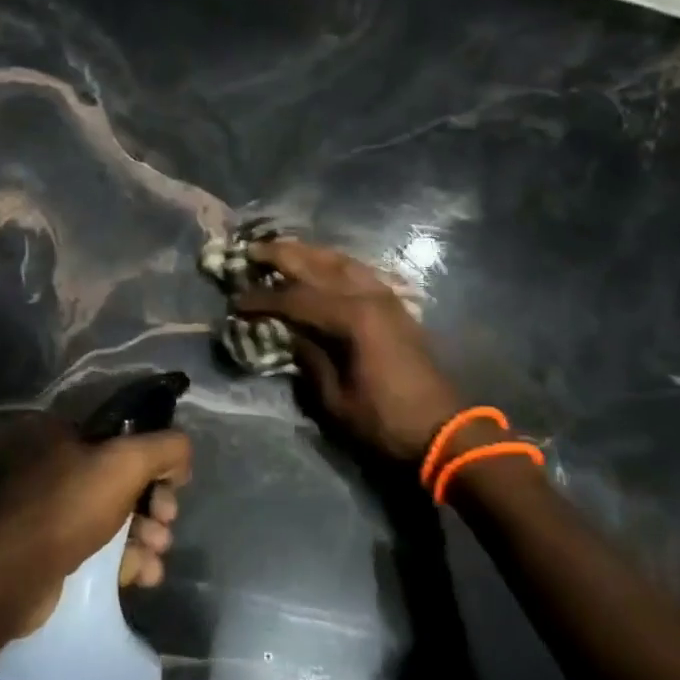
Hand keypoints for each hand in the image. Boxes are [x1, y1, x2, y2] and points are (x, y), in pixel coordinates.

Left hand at [0, 416, 191, 632]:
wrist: (14, 577)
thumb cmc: (69, 507)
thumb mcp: (126, 462)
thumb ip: (166, 447)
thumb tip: (182, 457)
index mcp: (65, 434)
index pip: (126, 436)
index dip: (156, 458)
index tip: (174, 482)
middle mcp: (59, 466)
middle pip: (126, 479)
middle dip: (155, 503)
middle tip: (166, 520)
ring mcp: (56, 511)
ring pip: (118, 517)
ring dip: (148, 534)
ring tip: (156, 552)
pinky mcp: (57, 551)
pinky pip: (104, 550)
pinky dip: (129, 559)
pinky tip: (146, 574)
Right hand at [234, 239, 463, 464]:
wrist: (443, 431)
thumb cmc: (385, 421)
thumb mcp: (335, 399)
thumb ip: (309, 358)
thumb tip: (288, 333)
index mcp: (353, 318)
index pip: (296, 298)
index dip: (262, 299)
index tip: (236, 301)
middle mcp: (369, 296)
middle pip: (318, 265)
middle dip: (282, 255)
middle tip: (251, 250)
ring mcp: (386, 297)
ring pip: (341, 261)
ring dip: (309, 252)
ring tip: (281, 249)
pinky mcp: (395, 305)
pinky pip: (359, 271)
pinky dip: (334, 263)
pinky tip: (321, 265)